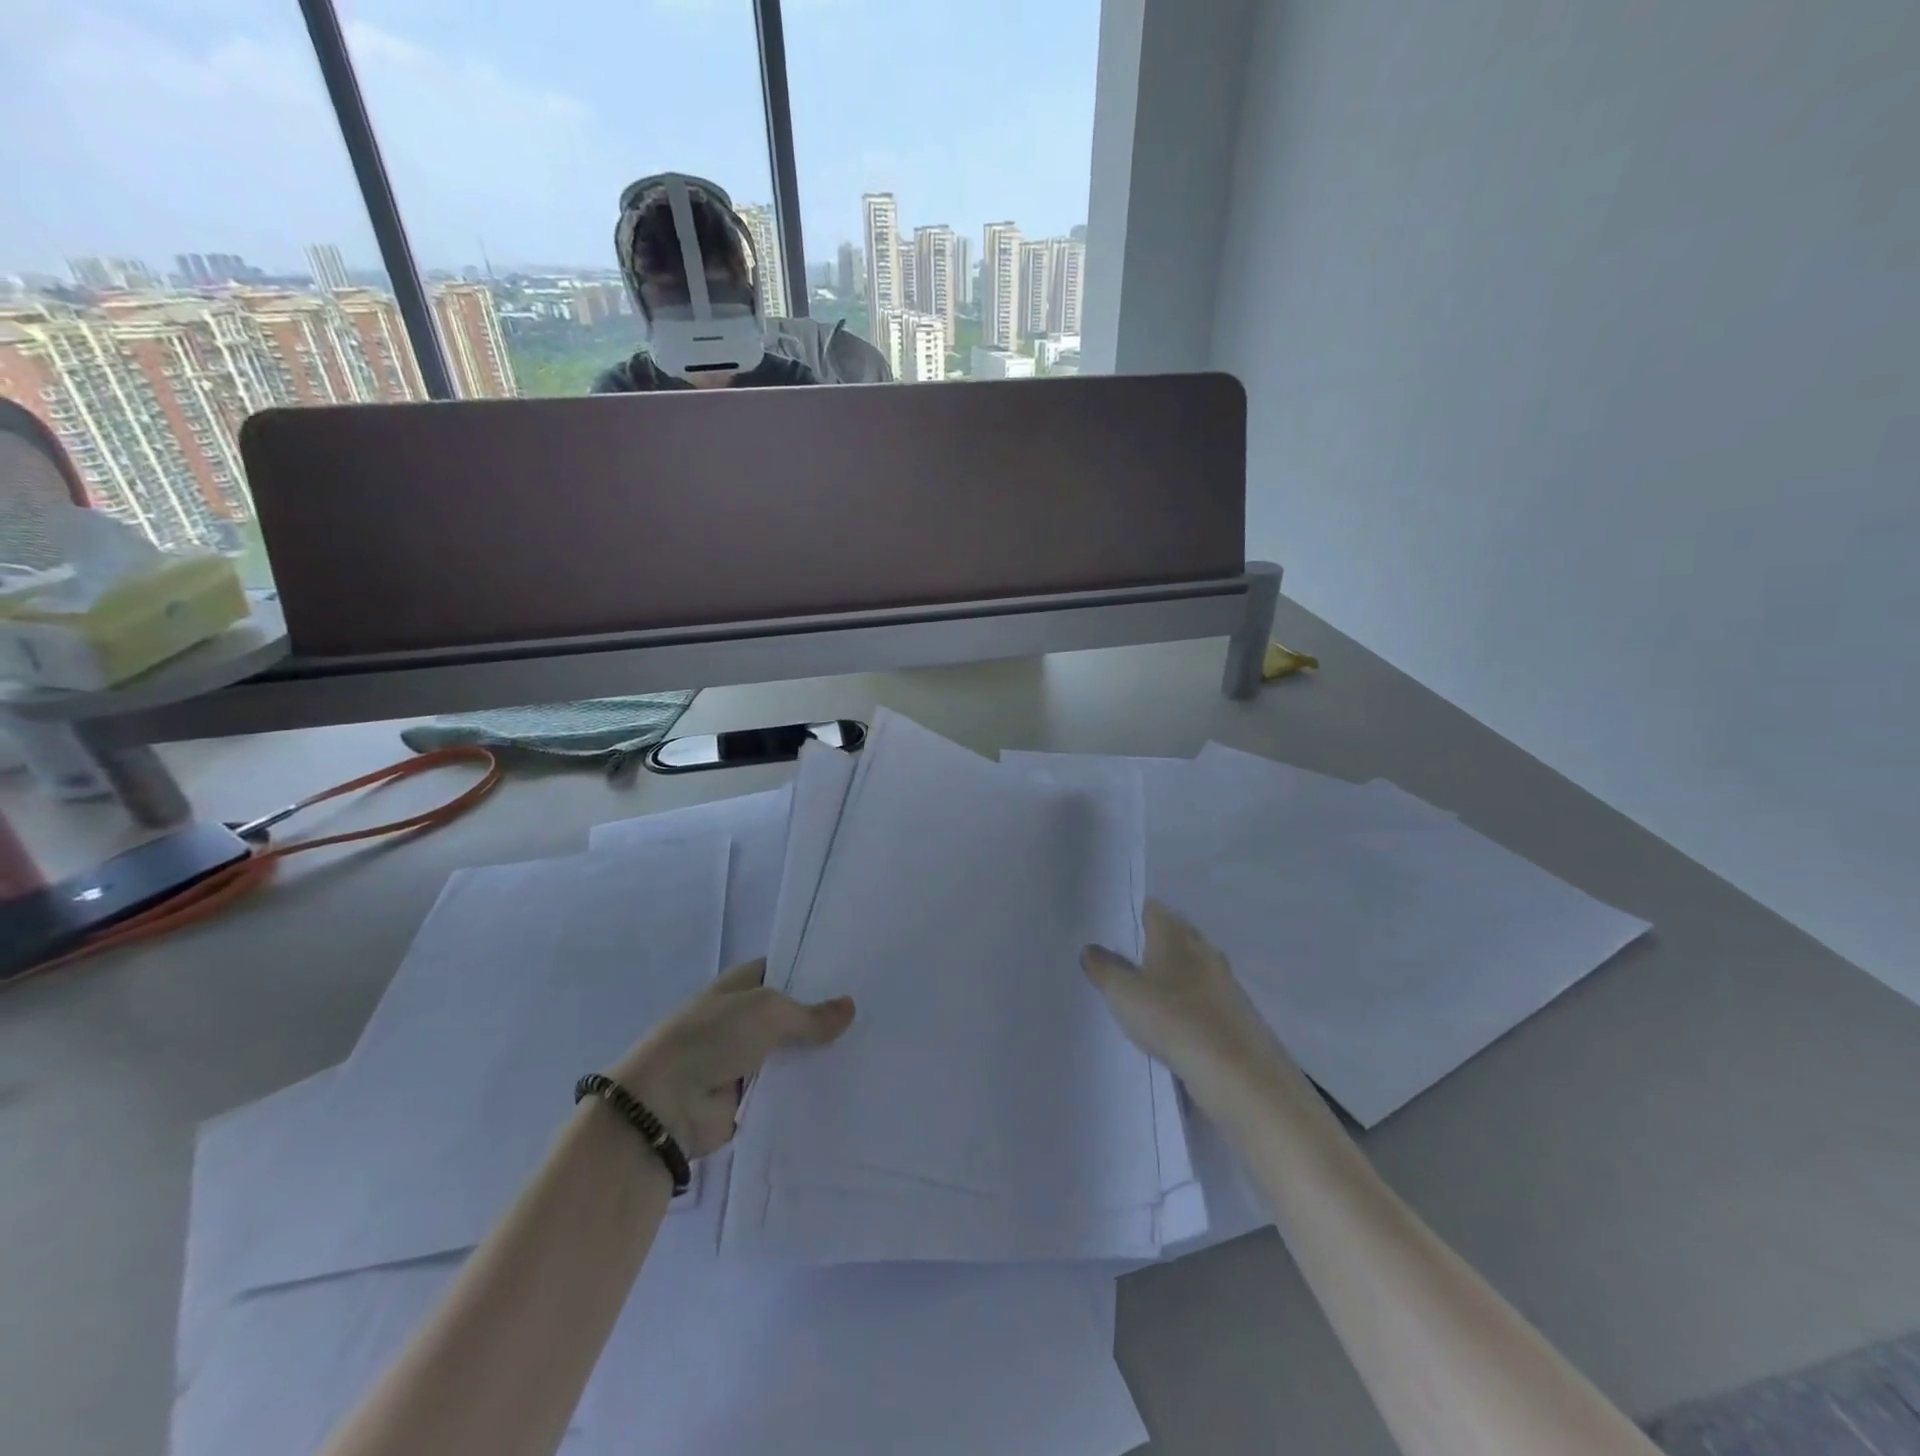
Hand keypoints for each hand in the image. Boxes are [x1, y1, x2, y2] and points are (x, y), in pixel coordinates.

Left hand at [607, 960, 854, 1158]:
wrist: (666, 1104)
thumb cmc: (713, 1038)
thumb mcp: (768, 1011)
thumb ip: (811, 1013)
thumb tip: (849, 1007)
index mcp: (741, 986)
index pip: (784, 970)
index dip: (815, 973)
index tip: (855, 976)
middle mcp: (744, 1018)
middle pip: (792, 1015)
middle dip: (824, 1018)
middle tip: (873, 1015)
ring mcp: (746, 1059)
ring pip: (792, 1053)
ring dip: (818, 1056)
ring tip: (870, 1052)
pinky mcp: (748, 1098)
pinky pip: (785, 1089)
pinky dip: (807, 1090)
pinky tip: (846, 1086)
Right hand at [1082, 900, 1288, 1101]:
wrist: (1237, 1072)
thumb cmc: (1172, 1019)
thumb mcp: (1123, 994)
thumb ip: (1104, 968)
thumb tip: (1089, 949)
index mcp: (1173, 936)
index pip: (1153, 909)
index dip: (1134, 914)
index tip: (1115, 928)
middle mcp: (1202, 949)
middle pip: (1177, 934)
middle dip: (1155, 942)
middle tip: (1127, 958)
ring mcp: (1224, 980)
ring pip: (1194, 965)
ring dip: (1176, 973)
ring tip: (1150, 990)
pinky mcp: (1237, 1011)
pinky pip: (1208, 995)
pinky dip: (1192, 1001)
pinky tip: (1178, 1020)